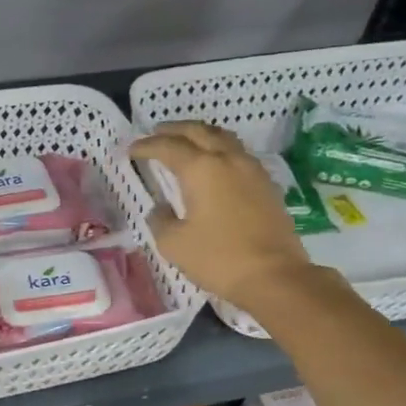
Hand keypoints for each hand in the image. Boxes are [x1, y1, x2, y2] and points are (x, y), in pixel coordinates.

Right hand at [130, 122, 314, 312]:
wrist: (273, 275)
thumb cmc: (218, 259)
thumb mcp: (174, 244)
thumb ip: (160, 220)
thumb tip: (161, 209)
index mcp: (201, 169)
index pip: (168, 147)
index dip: (147, 146)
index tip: (132, 149)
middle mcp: (228, 159)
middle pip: (198, 131)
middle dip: (174, 129)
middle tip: (156, 133)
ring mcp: (252, 169)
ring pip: (223, 138)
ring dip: (200, 134)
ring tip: (186, 141)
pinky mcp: (267, 184)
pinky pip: (239, 154)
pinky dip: (220, 149)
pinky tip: (215, 164)